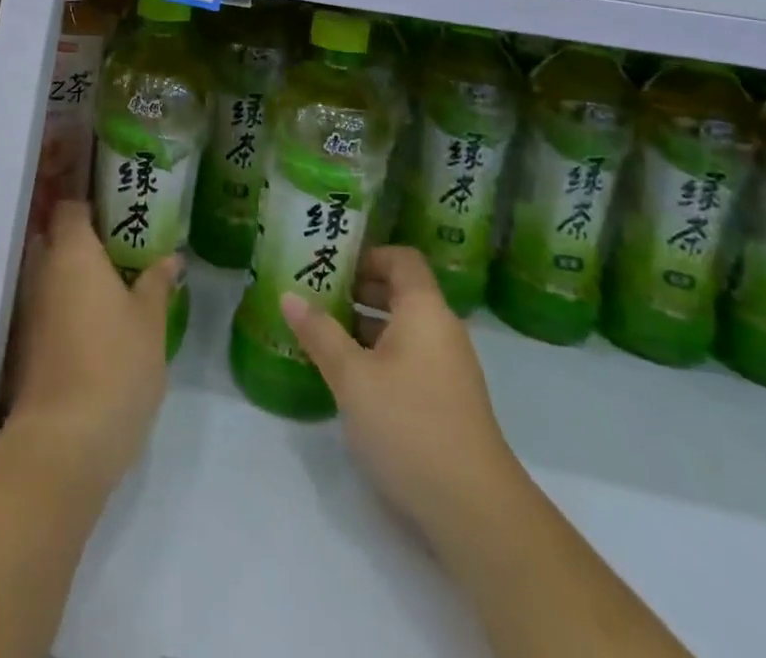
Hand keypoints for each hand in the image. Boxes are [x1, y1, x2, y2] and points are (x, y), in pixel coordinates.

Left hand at [5, 200, 178, 491]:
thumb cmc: (115, 365)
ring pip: (51, 275)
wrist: (64, 443)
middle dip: (85, 240)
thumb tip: (171, 258)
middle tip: (124, 249)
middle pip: (56, 238)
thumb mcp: (150, 321)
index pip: (70, 207)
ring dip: (76, 276)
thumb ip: (157, 283)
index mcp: (72, 251)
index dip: (91, 204)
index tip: (120, 211)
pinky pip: (48, 306)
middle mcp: (42, 271)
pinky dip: (68, 306)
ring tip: (118, 285)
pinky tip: (99, 323)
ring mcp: (29, 309)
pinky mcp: (25, 344)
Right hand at [281, 246, 518, 537]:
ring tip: (322, 335)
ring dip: (364, 326)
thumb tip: (288, 295)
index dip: (366, 256)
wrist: (476, 510)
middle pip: (400, 291)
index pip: (400, 258)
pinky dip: (380, 355)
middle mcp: (442, 329)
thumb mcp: (352, 377)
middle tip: (314, 296)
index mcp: (424, 309)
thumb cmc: (409, 425)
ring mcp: (449, 367)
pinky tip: (349, 377)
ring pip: (403, 328)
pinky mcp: (448, 400)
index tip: (329, 266)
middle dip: (357, 290)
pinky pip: (410, 358)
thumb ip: (319, 333)